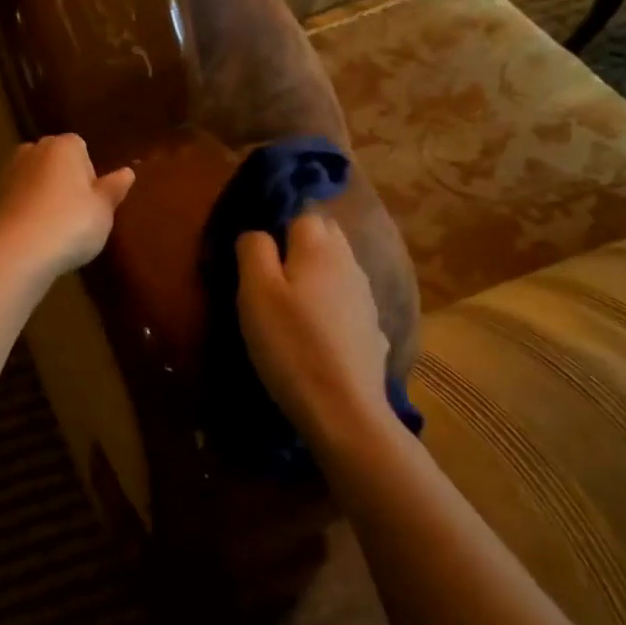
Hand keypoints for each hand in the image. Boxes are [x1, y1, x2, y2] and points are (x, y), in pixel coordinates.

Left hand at [0, 135, 134, 279]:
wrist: (18, 251)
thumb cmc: (72, 223)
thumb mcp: (103, 209)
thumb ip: (113, 189)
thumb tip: (128, 172)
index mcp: (63, 145)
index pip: (81, 148)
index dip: (90, 175)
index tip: (94, 201)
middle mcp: (33, 151)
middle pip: (55, 162)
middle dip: (65, 182)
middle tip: (78, 215)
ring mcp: (9, 174)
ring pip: (35, 181)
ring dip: (45, 198)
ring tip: (57, 229)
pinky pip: (20, 201)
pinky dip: (28, 212)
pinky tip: (37, 236)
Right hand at [236, 213, 389, 437]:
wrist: (343, 410)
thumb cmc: (291, 345)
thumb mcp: (255, 293)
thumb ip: (253, 251)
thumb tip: (257, 233)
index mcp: (320, 249)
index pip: (302, 214)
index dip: (278, 227)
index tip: (257, 255)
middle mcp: (350, 264)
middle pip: (326, 236)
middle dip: (300, 245)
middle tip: (270, 276)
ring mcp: (366, 298)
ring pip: (339, 268)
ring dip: (317, 275)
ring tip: (291, 304)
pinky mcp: (372, 330)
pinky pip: (348, 303)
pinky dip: (332, 307)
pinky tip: (318, 332)